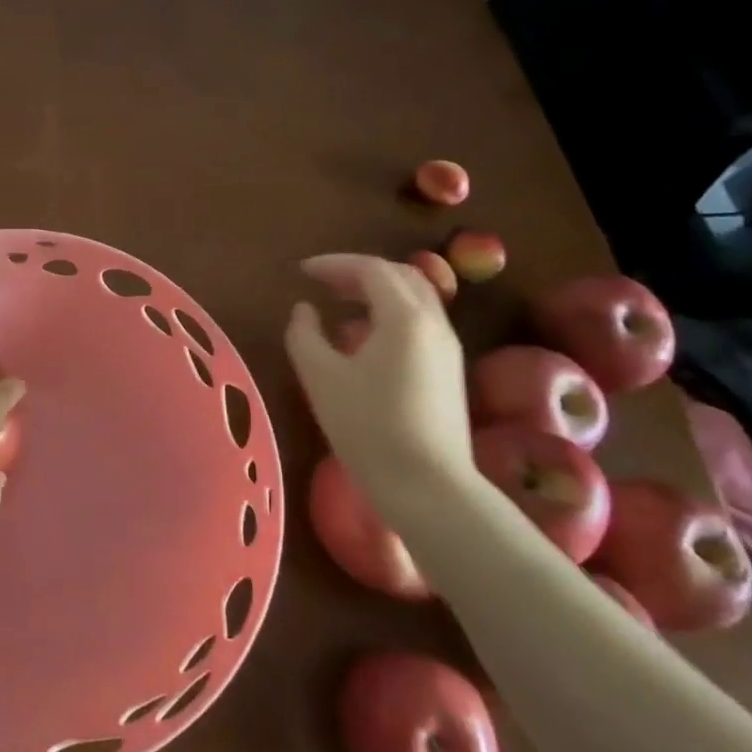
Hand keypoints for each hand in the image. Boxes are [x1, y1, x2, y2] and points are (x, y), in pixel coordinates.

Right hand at [284, 254, 472, 507]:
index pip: (371, 269)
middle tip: (323, 282)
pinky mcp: (449, 371)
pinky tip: (365, 337)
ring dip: (377, 291)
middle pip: (400, 276)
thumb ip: (304, 334)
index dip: (334, 264)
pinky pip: (420, 322)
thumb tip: (305, 310)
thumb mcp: (321, 377)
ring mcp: (447, 348)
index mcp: (404, 317)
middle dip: (358, 272)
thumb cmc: (368, 427)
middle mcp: (433, 323)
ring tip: (341, 304)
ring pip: (415, 298)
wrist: (428, 487)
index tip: (302, 272)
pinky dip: (391, 312)